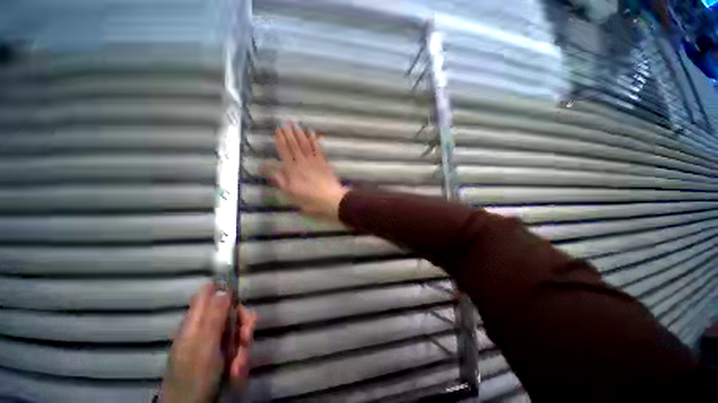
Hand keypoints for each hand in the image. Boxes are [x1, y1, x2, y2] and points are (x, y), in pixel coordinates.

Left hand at [160, 284, 257, 402]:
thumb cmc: (194, 377)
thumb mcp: (205, 345)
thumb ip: (215, 316)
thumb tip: (224, 288)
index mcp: (195, 323)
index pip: (207, 295)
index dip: (224, 292)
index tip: (238, 300)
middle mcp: (204, 330)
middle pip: (229, 313)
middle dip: (242, 324)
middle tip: (246, 336)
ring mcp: (212, 345)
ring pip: (236, 333)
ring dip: (243, 347)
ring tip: (238, 366)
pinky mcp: (220, 358)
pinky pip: (236, 349)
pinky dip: (240, 360)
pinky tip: (236, 372)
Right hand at [271, 123, 348, 220]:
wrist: (330, 199)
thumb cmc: (309, 199)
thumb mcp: (290, 193)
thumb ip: (279, 180)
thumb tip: (267, 168)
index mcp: (292, 170)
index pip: (284, 152)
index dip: (280, 140)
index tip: (277, 130)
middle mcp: (302, 162)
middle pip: (294, 145)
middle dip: (288, 133)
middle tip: (285, 123)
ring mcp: (314, 161)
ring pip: (305, 144)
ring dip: (299, 133)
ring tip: (295, 124)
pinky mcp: (323, 162)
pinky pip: (317, 148)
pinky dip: (314, 140)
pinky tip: (311, 132)